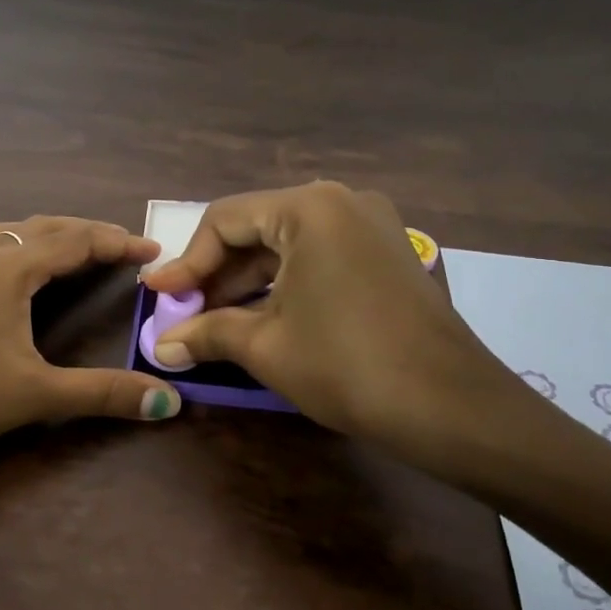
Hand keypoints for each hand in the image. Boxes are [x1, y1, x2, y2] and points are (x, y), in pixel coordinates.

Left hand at [0, 216, 181, 455]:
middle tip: (124, 248)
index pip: (76, 241)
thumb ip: (102, 394)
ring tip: (77, 250)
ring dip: (52, 235)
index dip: (118, 242)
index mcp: (10, 269)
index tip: (155, 249)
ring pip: (14, 234)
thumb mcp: (33, 394)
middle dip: (89, 233)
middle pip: (46, 228)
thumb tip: (170, 402)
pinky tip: (19, 273)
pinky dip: (23, 248)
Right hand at [142, 182, 530, 461]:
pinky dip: (284, 284)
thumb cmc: (346, 364)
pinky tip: (260, 317)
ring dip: (248, 282)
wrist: (452, 408)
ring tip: (214, 321)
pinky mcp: (387, 255)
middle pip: (257, 229)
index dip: (186, 261)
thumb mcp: (266, 346)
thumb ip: (207, 333)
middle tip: (184, 314)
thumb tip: (161, 346)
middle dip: (216, 274)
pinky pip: (319, 258)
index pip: (225, 220)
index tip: (159, 297)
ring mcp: (372, 226)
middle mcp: (342, 201)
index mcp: (309, 207)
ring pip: (289, 245)